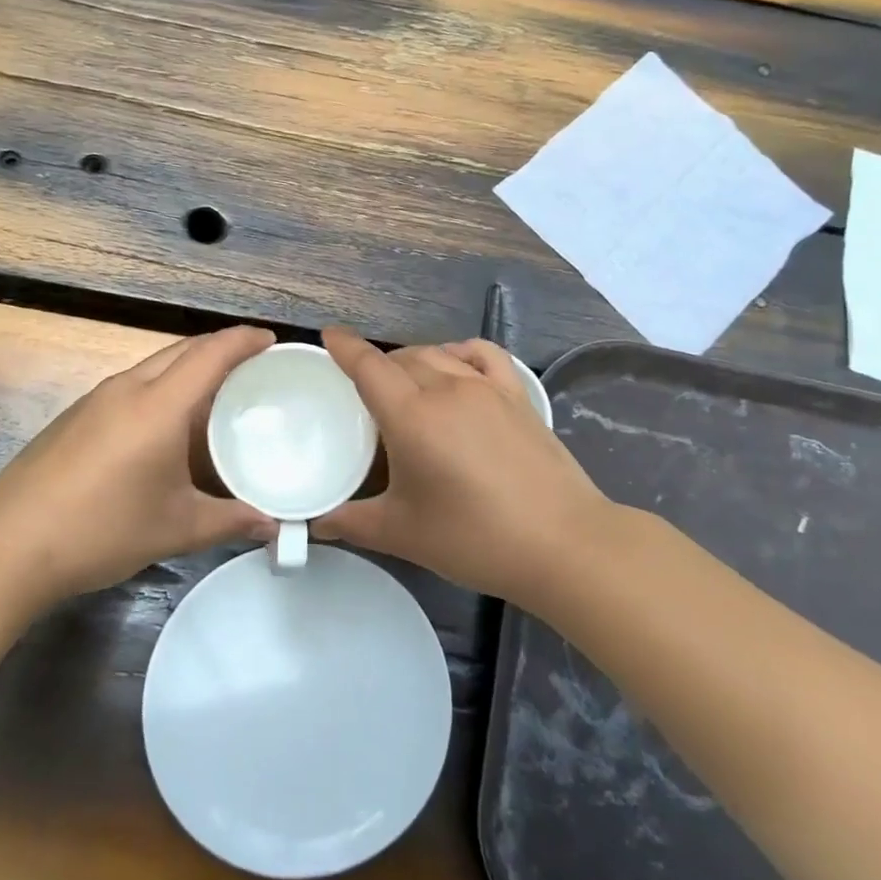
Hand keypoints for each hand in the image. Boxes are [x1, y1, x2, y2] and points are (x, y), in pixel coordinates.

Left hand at [0, 326, 277, 601]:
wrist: (7, 545)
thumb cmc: (101, 529)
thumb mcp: (175, 528)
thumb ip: (230, 521)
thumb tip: (273, 525)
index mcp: (158, 405)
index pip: (211, 353)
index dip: (244, 340)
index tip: (272, 341)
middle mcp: (127, 388)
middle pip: (182, 350)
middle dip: (220, 349)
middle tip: (253, 369)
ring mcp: (95, 399)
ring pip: (154, 366)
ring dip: (188, 369)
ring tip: (217, 396)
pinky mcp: (75, 416)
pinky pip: (131, 385)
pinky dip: (162, 389)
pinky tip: (167, 426)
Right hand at [315, 328, 614, 606]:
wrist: (562, 543)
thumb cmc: (474, 537)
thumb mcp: (403, 533)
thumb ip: (353, 522)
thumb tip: (318, 522)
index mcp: (411, 416)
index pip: (369, 366)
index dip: (345, 347)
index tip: (329, 336)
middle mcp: (447, 389)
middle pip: (401, 358)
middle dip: (377, 365)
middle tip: (364, 393)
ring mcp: (487, 388)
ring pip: (438, 353)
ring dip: (413, 361)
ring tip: (406, 386)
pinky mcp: (518, 396)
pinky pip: (482, 354)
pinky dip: (460, 352)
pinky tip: (456, 368)